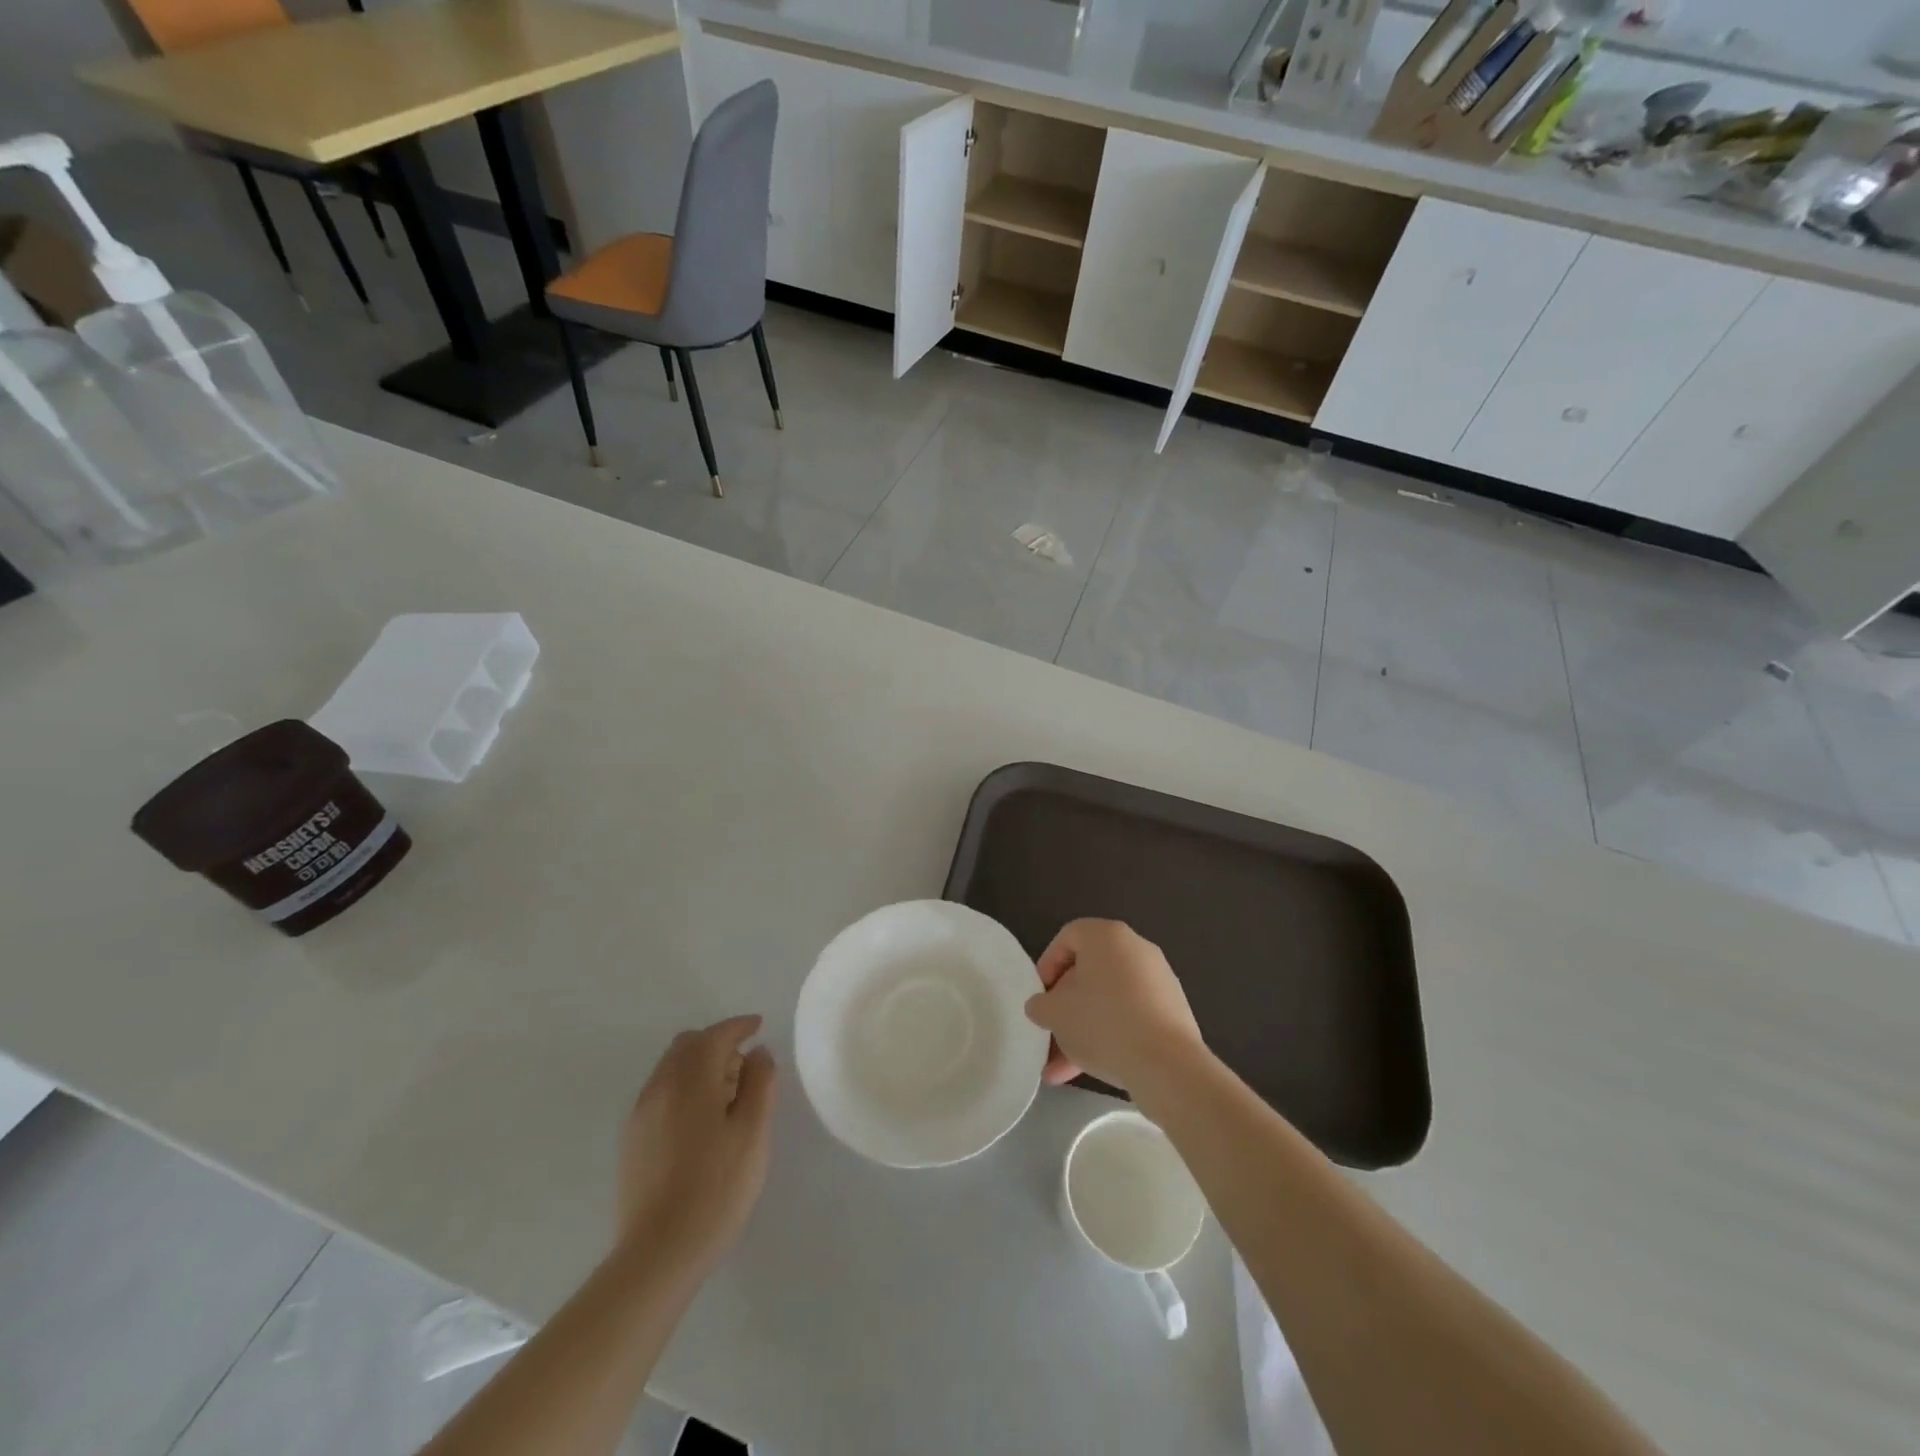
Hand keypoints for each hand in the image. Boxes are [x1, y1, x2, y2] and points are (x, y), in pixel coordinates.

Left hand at [616, 1015, 777, 1273]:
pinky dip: (684, 1088)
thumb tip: (757, 1053)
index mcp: (690, 1079)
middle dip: (717, 1043)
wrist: (659, 1253)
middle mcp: (659, 1087)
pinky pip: (661, 1093)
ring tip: (727, 1096)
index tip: (759, 1026)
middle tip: (745, 1066)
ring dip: (700, 1066)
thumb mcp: (753, 1132)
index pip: (715, 1035)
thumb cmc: (717, 1188)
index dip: (739, 1026)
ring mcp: (641, 1114)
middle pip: (687, 1045)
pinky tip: (701, 1121)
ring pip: (671, 1068)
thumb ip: (760, 1082)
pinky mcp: (632, 1140)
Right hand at [1025, 919, 1204, 1095]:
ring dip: (1083, 1029)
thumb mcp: (1055, 1014)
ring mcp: (1158, 980)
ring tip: (1062, 1068)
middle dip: (1065, 1006)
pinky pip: (1131, 1016)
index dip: (1048, 965)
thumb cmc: (1103, 1023)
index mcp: (1107, 936)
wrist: (1167, 1065)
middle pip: (1089, 972)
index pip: (1068, 937)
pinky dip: (1111, 1035)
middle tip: (1051, 1032)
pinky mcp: (1172, 1011)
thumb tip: (1042, 1006)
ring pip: (1108, 1000)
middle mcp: (1136, 949)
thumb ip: (1040, 1005)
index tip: (1040, 996)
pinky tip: (1092, 1070)